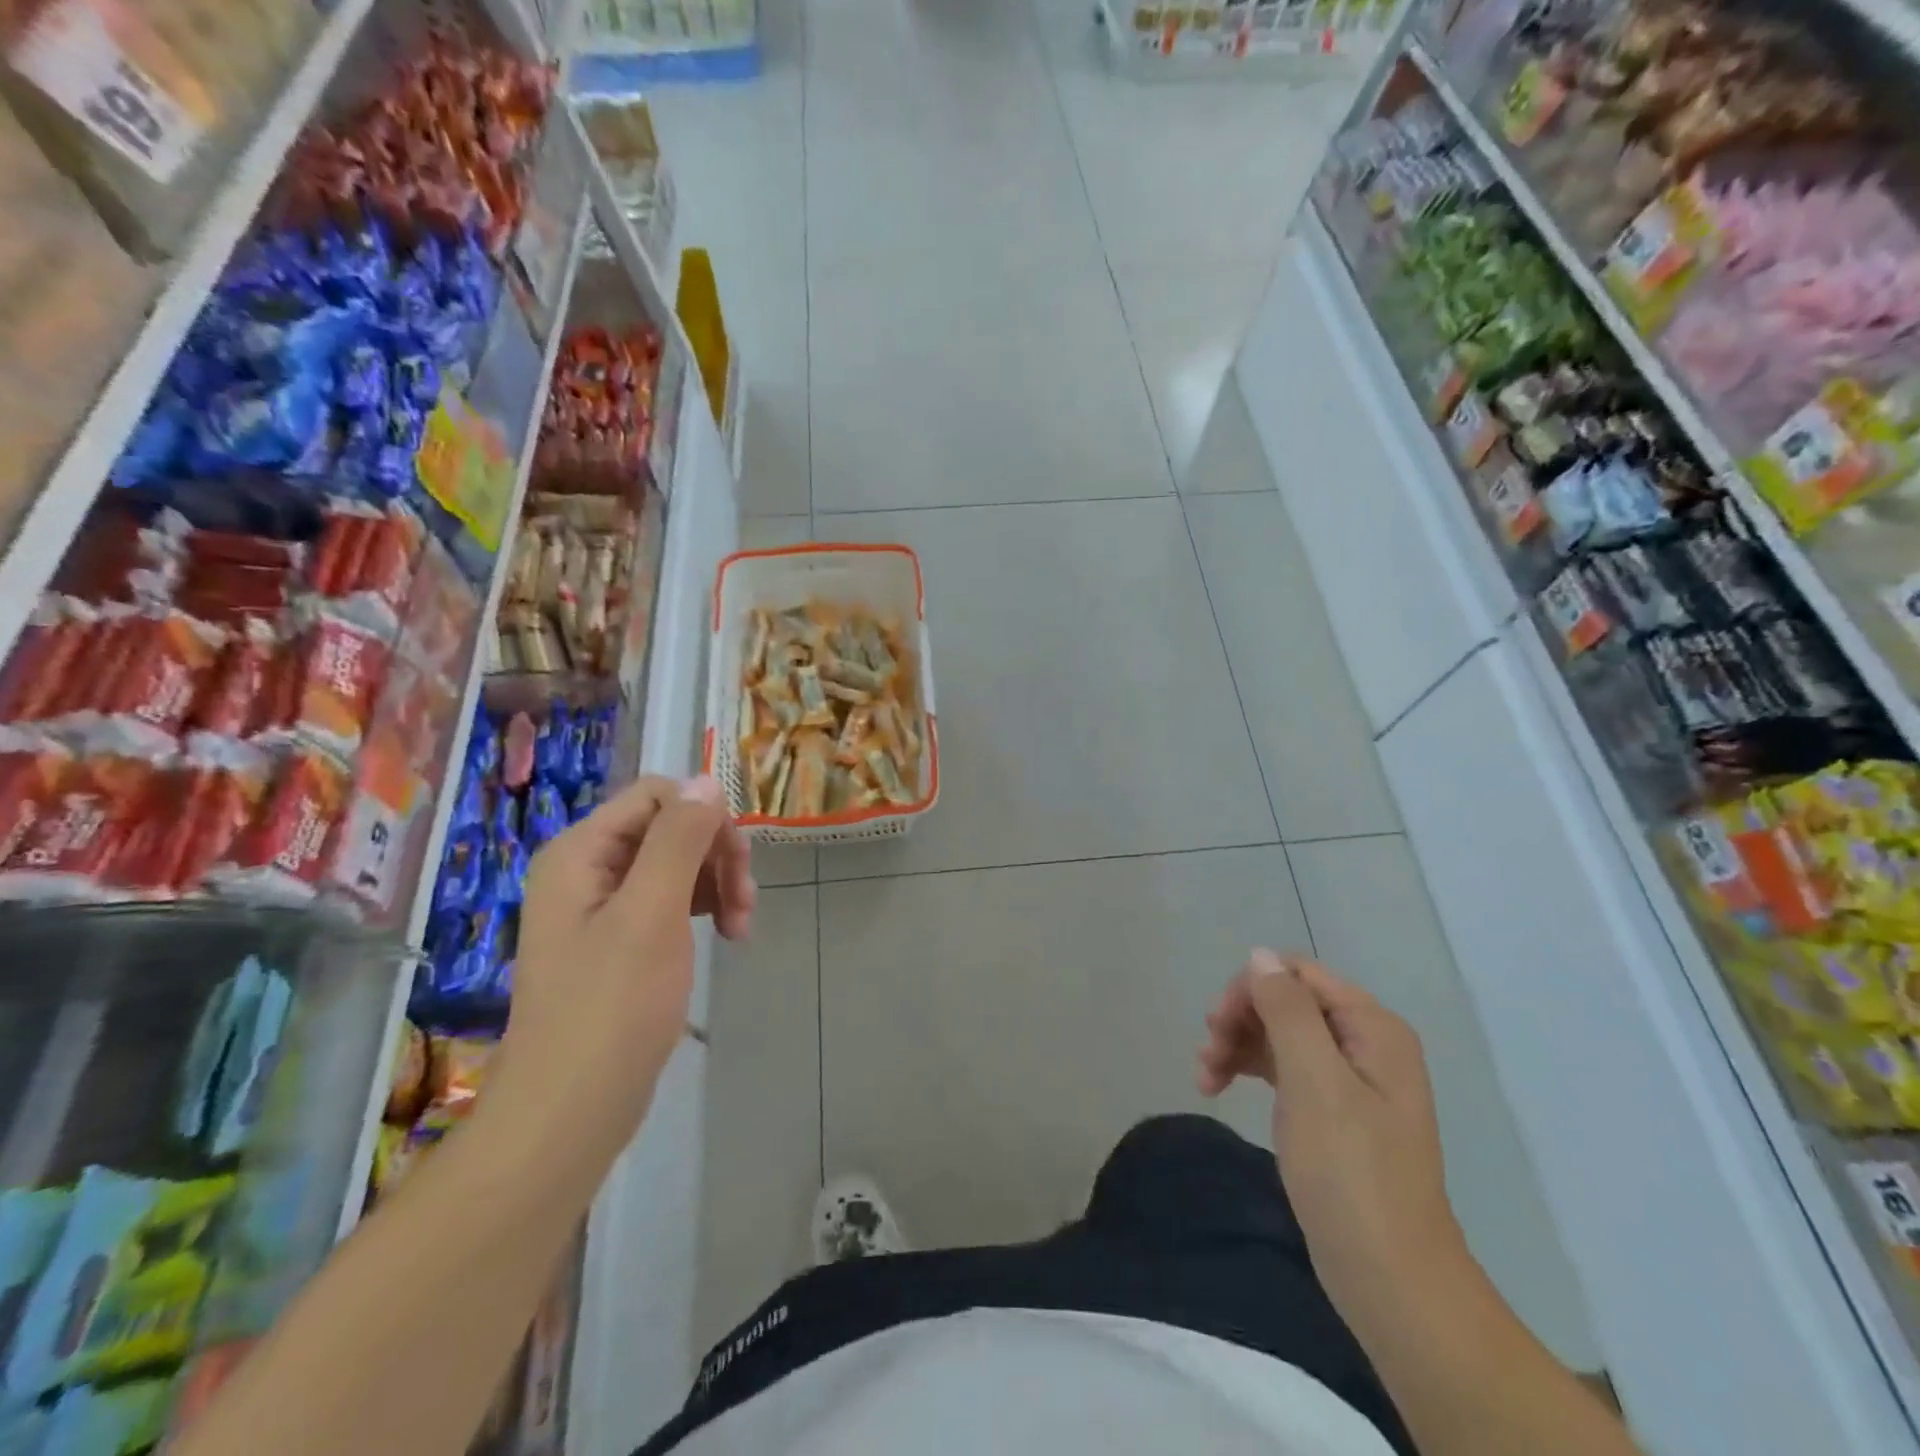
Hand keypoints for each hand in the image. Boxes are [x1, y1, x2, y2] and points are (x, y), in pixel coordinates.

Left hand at [502, 774, 754, 1145]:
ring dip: (717, 883)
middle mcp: (586, 868)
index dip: (704, 817)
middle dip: (716, 855)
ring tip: (741, 927)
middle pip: (669, 827)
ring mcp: (601, 905)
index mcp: (580, 851)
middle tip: (745, 903)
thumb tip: (705, 780)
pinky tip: (726, 935)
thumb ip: (679, 840)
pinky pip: (670, 898)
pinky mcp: (618, 938)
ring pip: (677, 862)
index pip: (658, 795)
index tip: (736, 863)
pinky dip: (703, 908)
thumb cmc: (612, 1007)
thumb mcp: (652, 912)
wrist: (570, 1111)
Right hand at [1198, 948, 1465, 1334]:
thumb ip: (1287, 1011)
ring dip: (1236, 1045)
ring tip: (1205, 1078)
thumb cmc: (1352, 1174)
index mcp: (1372, 1027)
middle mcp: (1363, 1043)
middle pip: (1285, 1001)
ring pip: (1277, 1033)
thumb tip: (1260, 955)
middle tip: (1207, 1055)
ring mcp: (1348, 1078)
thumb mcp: (1314, 1083)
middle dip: (1240, 1019)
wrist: (1391, 1280)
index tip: (1216, 1024)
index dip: (1251, 989)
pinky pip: (1282, 1068)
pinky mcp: (1330, 1110)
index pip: (1297, 974)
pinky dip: (1248, 1069)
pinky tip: (1219, 1087)